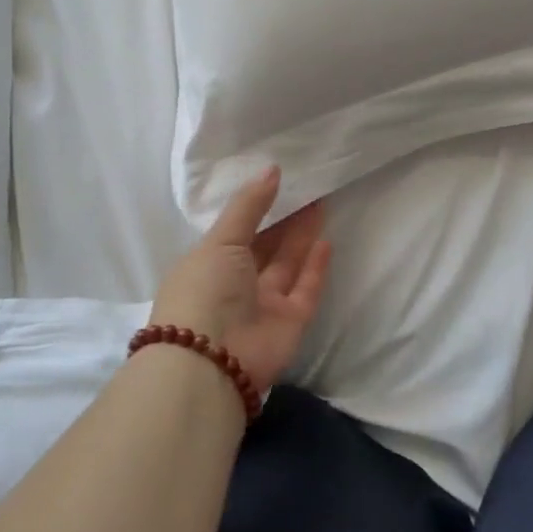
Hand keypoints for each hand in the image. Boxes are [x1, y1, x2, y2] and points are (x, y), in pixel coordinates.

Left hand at [149, 167, 330, 392]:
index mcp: (210, 264)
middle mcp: (237, 284)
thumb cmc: (205, 290)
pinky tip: (327, 241)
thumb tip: (272, 169)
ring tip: (322, 202)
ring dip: (303, 236)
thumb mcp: (220, 240)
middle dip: (285, 219)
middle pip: (266, 246)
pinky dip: (316, 268)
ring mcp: (264, 304)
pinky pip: (306, 290)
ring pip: (288, 264)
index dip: (258, 208)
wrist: (211, 362)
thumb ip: (248, 206)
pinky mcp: (290, 322)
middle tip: (309, 187)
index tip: (280, 181)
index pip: (237, 231)